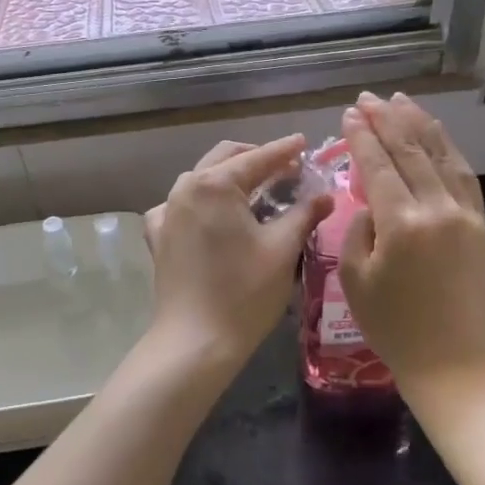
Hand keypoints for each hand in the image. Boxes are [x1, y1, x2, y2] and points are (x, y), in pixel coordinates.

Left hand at [144, 135, 334, 370]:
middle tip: (287, 168)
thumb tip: (324, 195)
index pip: (258, 157)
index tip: (304, 143)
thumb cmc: (244, 292)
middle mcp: (186, 187)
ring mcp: (167, 211)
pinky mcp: (159, 235)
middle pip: (226, 158)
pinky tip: (213, 216)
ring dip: (230, 176)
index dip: (284, 149)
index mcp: (215, 184)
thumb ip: (304, 213)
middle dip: (257, 158)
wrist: (195, 342)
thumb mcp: (282, 249)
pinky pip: (181, 205)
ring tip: (257, 190)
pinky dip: (201, 202)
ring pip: (202, 178)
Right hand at [339, 94, 484, 394]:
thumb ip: (357, 229)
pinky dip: (447, 148)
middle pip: (409, 150)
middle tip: (368, 98)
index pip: (377, 165)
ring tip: (400, 100)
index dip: (361, 136)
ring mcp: (464, 213)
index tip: (349, 114)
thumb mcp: (355, 279)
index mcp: (401, 224)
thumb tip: (369, 201)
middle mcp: (436, 208)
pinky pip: (464, 174)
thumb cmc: (393, 326)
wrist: (453, 361)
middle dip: (386, 119)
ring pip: (440, 154)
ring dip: (418, 123)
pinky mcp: (481, 223)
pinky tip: (435, 133)